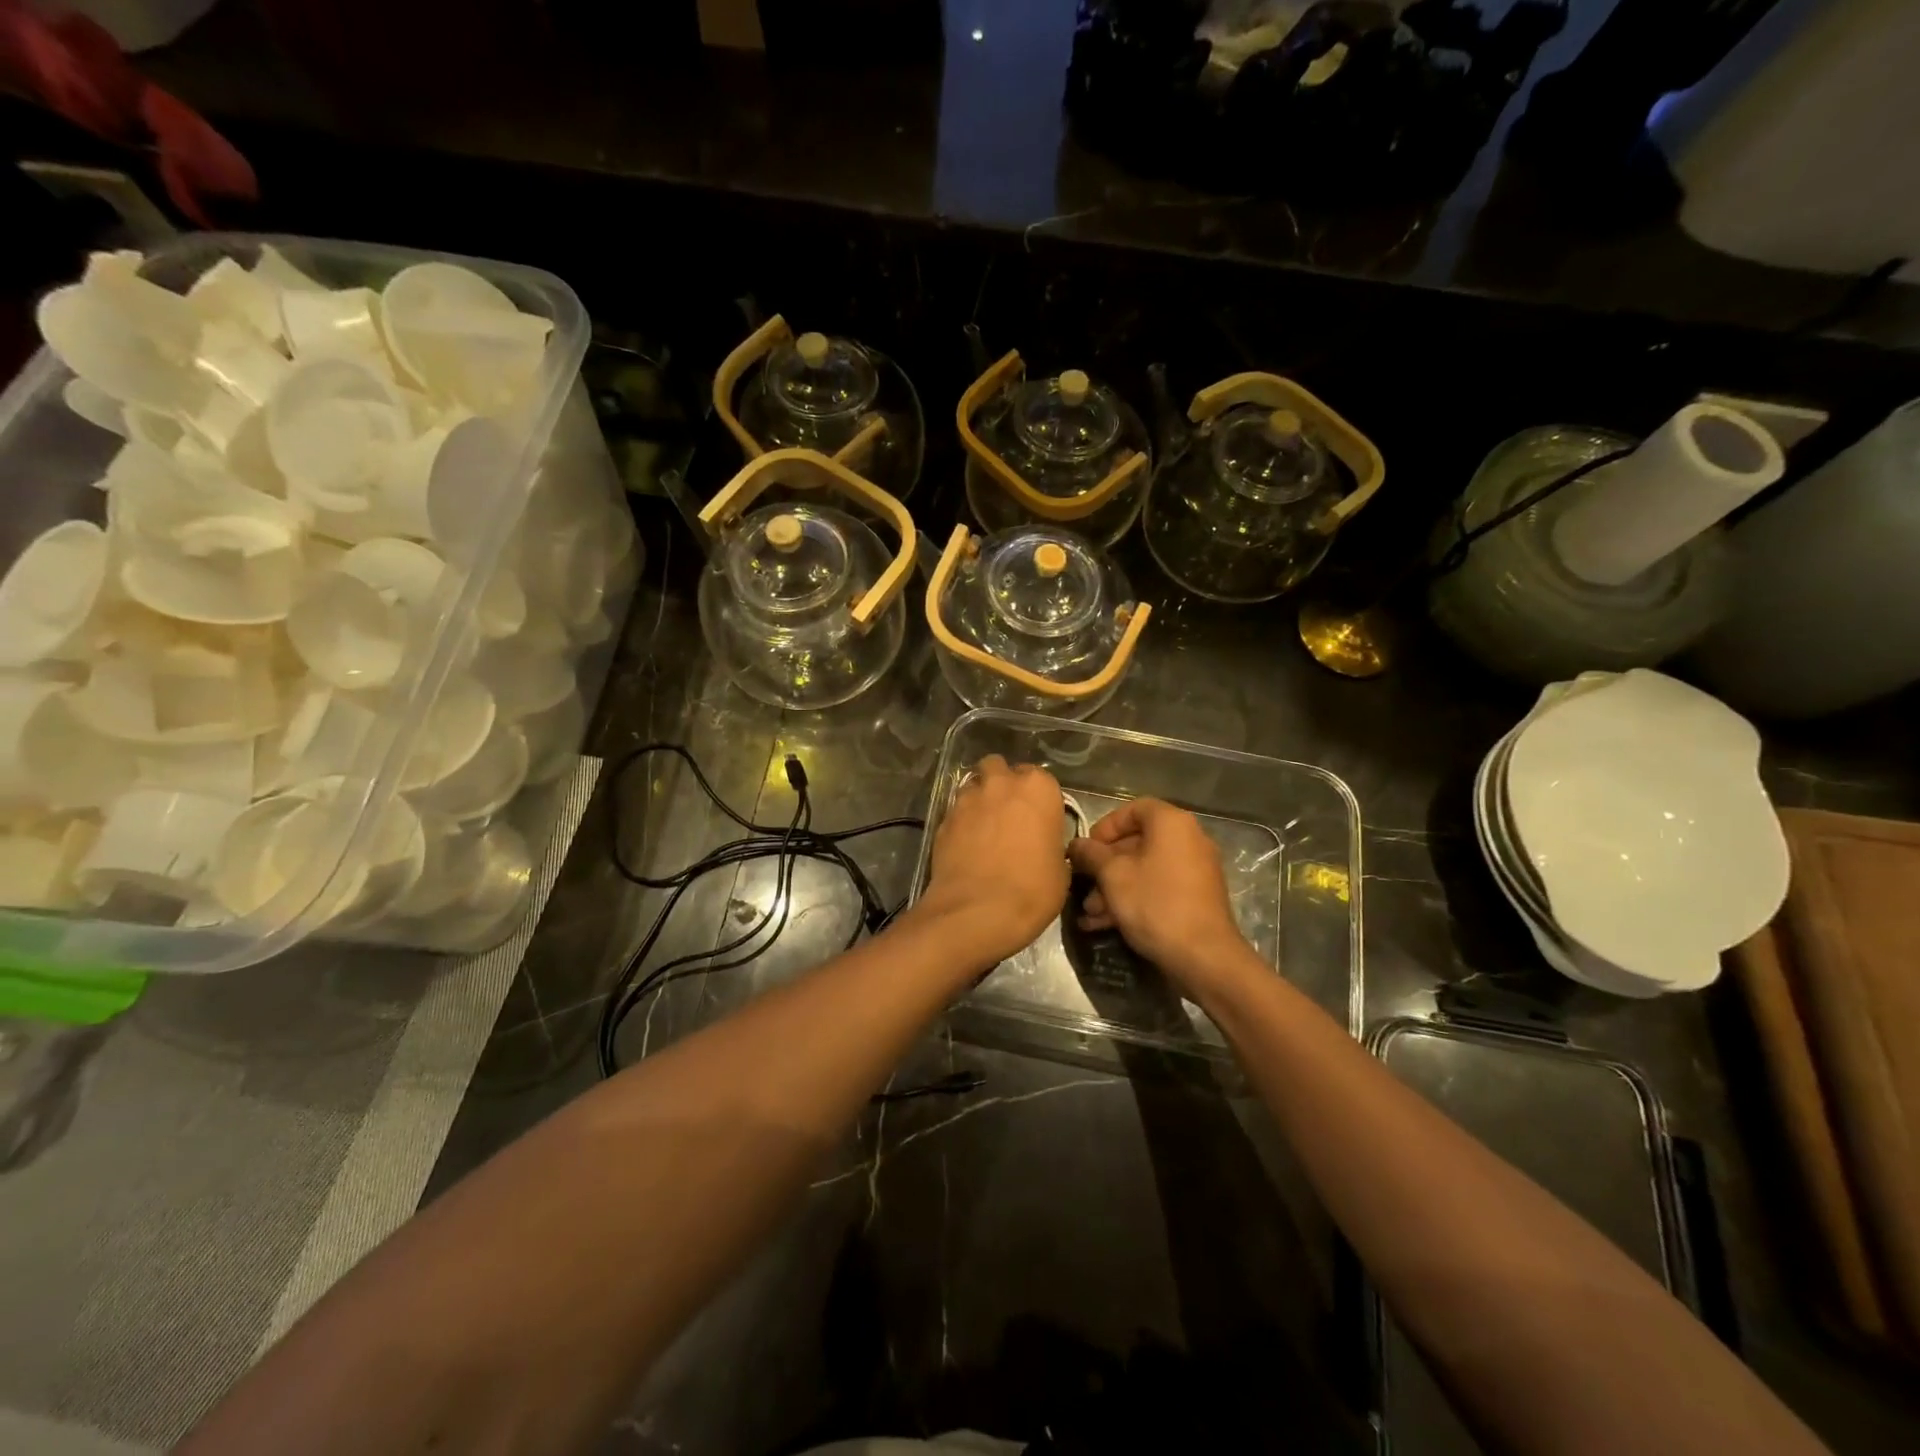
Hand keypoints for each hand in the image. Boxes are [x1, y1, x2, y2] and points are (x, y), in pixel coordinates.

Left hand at [916, 755, 1068, 965]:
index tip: (1038, 819)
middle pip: (999, 768)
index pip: (1040, 778)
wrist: (977, 912)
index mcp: (1038, 789)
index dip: (1037, 798)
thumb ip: (1051, 844)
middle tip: (1008, 813)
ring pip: (973, 785)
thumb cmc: (1031, 890)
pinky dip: (961, 821)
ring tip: (984, 827)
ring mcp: (967, 799)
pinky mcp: (943, 818)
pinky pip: (955, 811)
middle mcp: (1001, 784)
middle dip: (1002, 783)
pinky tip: (966, 845)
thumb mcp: (1060, 871)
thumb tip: (1043, 846)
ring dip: (979, 798)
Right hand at [1069, 799, 1249, 995]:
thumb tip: (1076, 844)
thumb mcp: (1112, 875)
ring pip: (1145, 870)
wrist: (1204, 957)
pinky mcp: (1196, 898)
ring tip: (1089, 913)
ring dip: (1113, 888)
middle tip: (1083, 884)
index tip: (1087, 849)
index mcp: (1171, 824)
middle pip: (1137, 842)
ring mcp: (1195, 870)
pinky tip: (1104, 924)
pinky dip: (1133, 899)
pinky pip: (1158, 888)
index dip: (1105, 826)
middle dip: (1104, 865)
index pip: (1133, 809)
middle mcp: (1188, 840)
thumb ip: (1090, 854)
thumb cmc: (1155, 904)